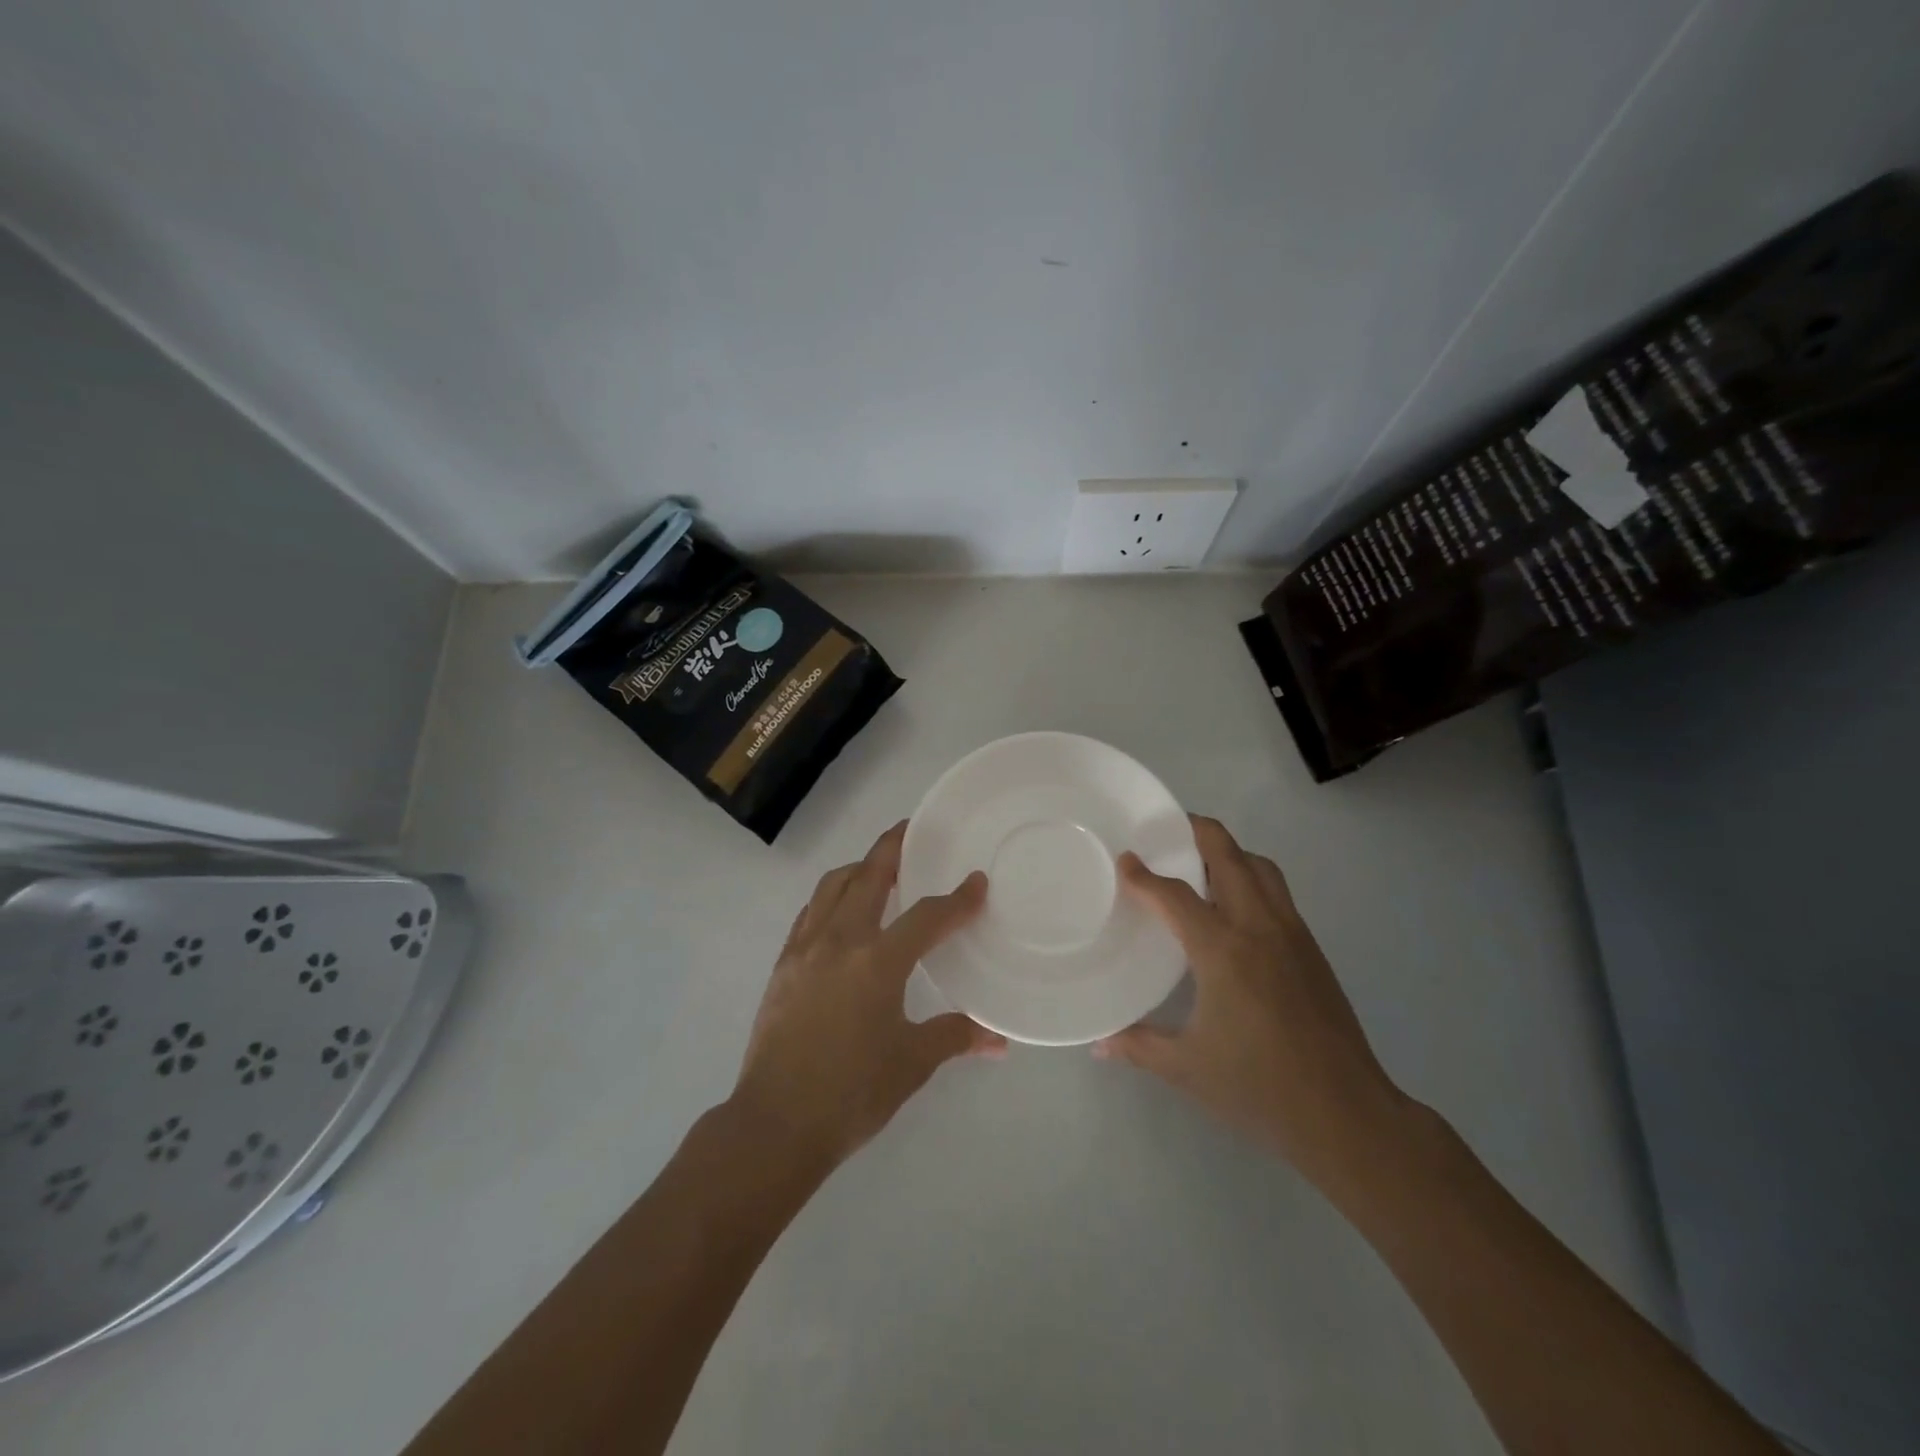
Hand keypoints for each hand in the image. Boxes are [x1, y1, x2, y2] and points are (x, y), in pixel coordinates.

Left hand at [729, 822, 1005, 1170]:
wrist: (776, 1123)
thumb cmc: (851, 1093)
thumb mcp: (912, 1064)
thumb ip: (954, 1037)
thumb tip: (998, 1039)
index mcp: (878, 961)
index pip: (927, 916)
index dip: (957, 899)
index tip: (976, 883)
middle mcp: (839, 941)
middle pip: (868, 876)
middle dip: (892, 848)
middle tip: (910, 831)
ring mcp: (804, 949)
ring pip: (831, 887)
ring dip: (857, 869)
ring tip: (876, 869)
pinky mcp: (782, 965)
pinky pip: (809, 914)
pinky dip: (829, 899)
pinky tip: (839, 913)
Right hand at [1096, 816, 1407, 1191]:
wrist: (1347, 1114)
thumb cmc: (1259, 1087)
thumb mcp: (1187, 1067)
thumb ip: (1139, 1045)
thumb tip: (1099, 1044)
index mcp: (1223, 950)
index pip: (1176, 895)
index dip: (1145, 875)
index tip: (1126, 859)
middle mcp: (1259, 928)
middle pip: (1231, 857)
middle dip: (1199, 833)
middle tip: (1170, 829)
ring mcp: (1292, 935)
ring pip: (1262, 870)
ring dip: (1232, 853)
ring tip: (1203, 862)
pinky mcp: (1313, 950)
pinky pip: (1279, 894)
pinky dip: (1253, 880)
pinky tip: (1236, 909)